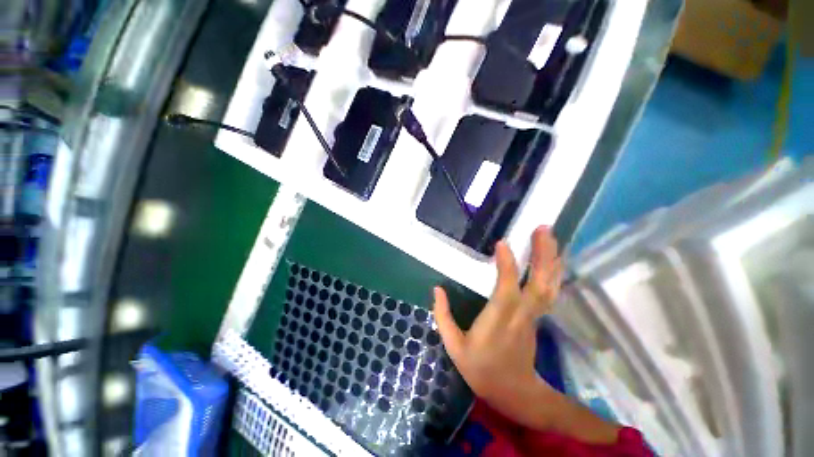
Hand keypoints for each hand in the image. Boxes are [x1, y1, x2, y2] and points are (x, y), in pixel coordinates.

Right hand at [432, 226, 562, 427]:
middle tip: (544, 229)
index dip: (506, 265)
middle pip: (538, 283)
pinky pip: (549, 291)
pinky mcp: (537, 316)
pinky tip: (554, 257)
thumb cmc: (480, 368)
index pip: (506, 289)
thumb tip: (437, 288)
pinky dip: (554, 272)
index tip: (502, 243)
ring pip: (548, 285)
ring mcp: (533, 315)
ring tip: (551, 236)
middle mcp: (520, 315)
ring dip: (551, 259)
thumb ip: (443, 316)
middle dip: (542, 254)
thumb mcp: (454, 347)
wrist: (512, 391)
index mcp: (497, 321)